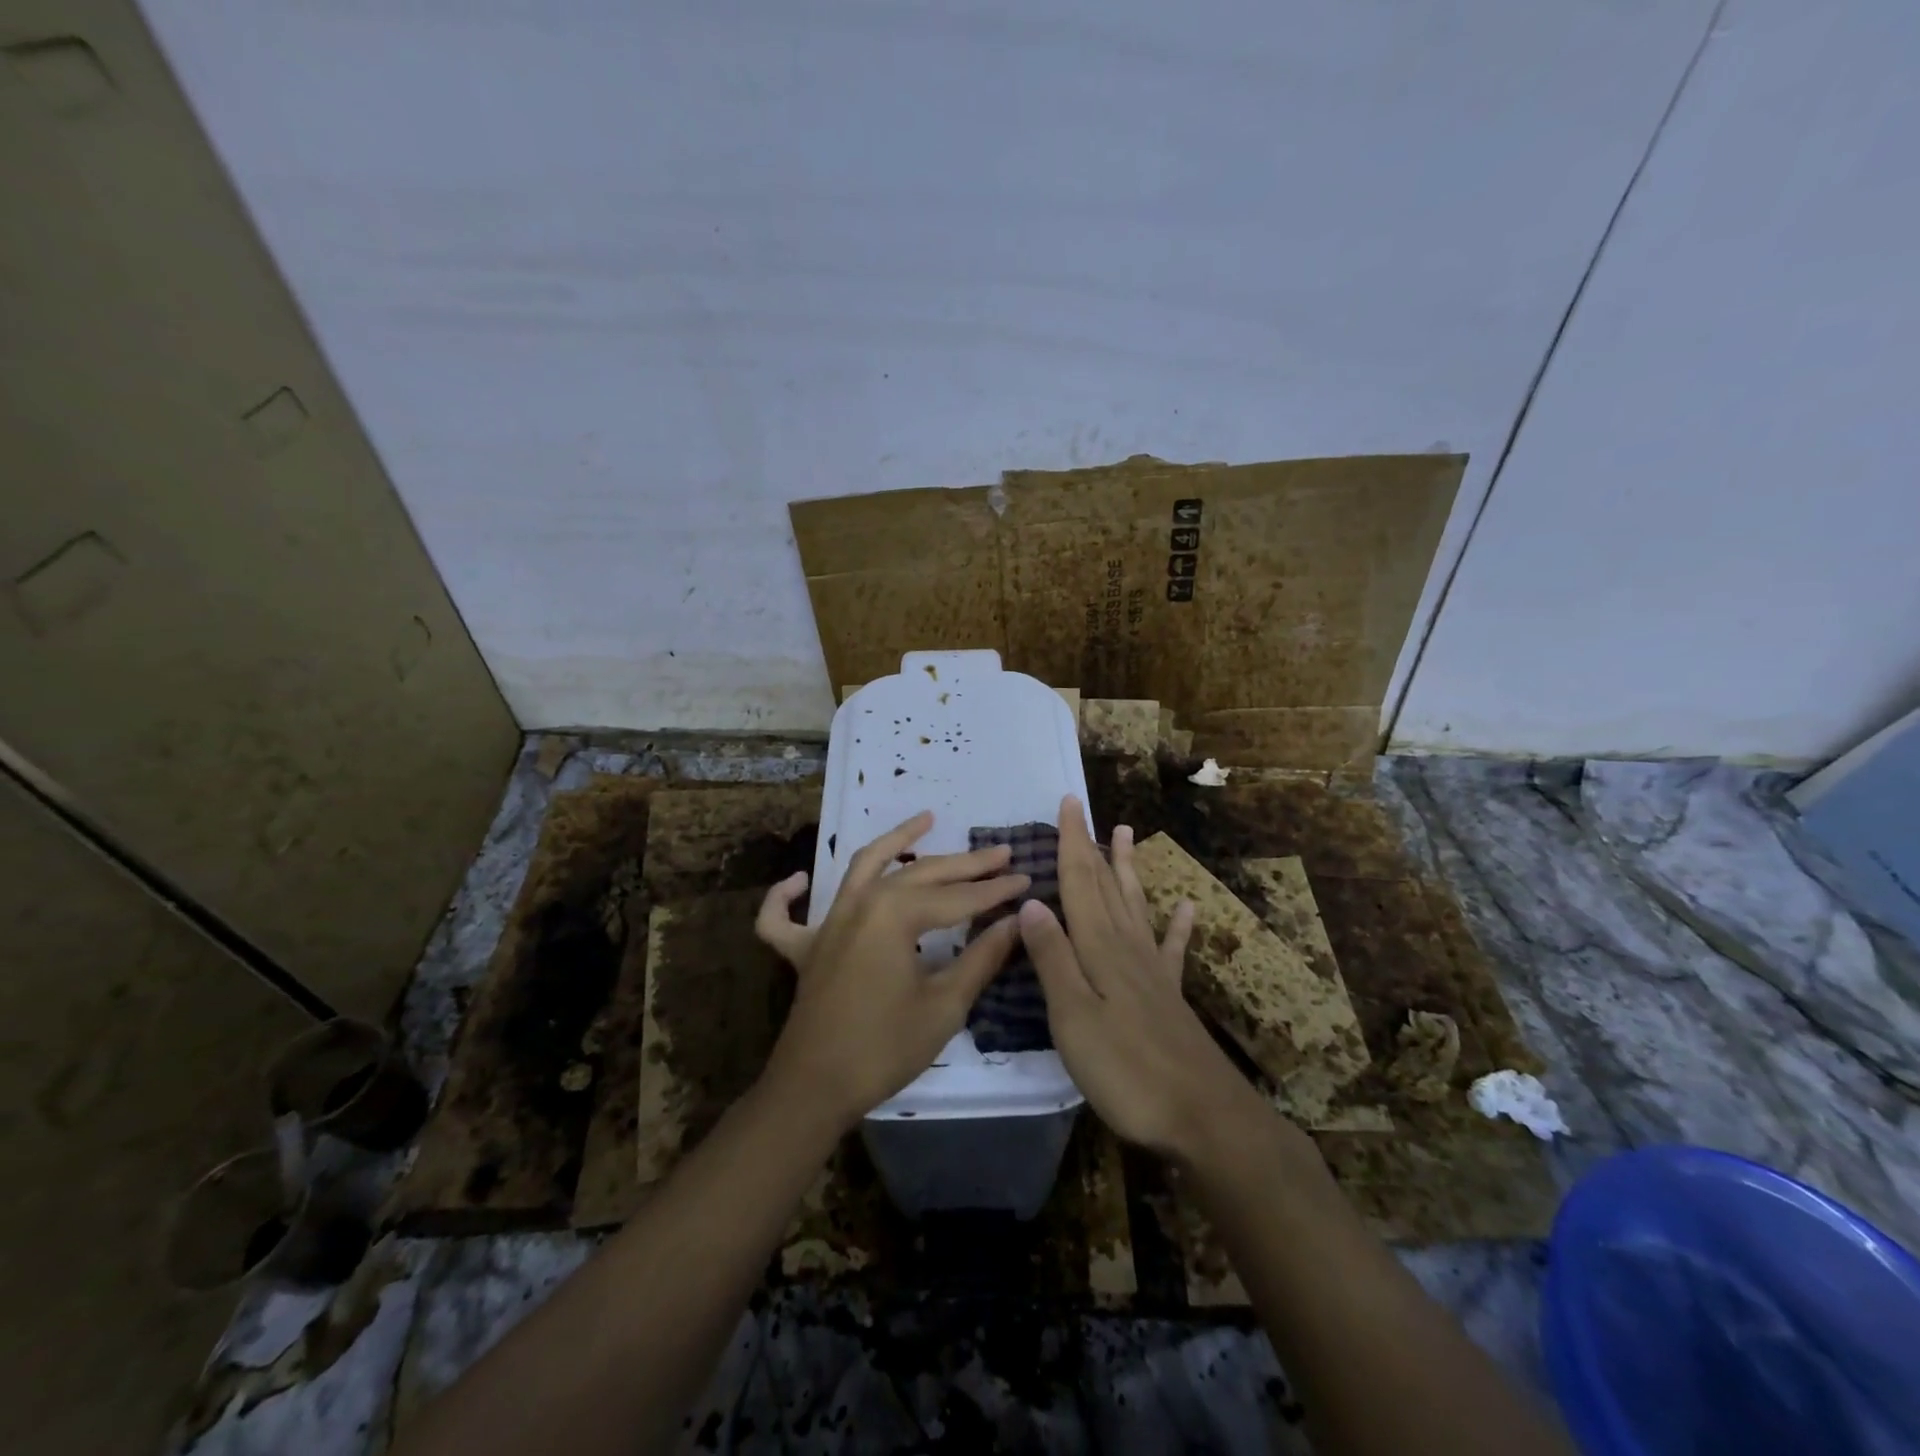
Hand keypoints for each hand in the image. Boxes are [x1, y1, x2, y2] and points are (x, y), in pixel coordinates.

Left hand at [754, 811, 1028, 1130]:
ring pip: (863, 867)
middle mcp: (860, 902)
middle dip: (965, 864)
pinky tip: (800, 880)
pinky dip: (787, 896)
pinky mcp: (804, 948)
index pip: (958, 897)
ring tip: (925, 819)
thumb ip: (981, 957)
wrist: (815, 1089)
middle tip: (1001, 853)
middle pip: (920, 873)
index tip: (1027, 878)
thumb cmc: (885, 1047)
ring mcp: (827, 922)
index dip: (995, 890)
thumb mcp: (944, 1004)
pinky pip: (784, 916)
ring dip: (895, 842)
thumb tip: (1016, 922)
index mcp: (895, 913)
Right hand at [1019, 796, 1266, 1158]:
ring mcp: (1152, 970)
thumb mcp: (1074, 1017)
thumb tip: (1031, 902)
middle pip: (1105, 886)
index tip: (1068, 803)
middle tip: (1085, 810)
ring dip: (1127, 869)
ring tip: (1126, 834)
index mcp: (1099, 948)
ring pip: (1134, 905)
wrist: (1204, 1116)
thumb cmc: (1127, 1069)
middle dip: (1092, 846)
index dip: (1072, 842)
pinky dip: (1178, 925)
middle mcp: (1126, 947)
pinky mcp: (1170, 996)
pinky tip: (1189, 907)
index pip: (1080, 882)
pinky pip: (1172, 948)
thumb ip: (1053, 959)